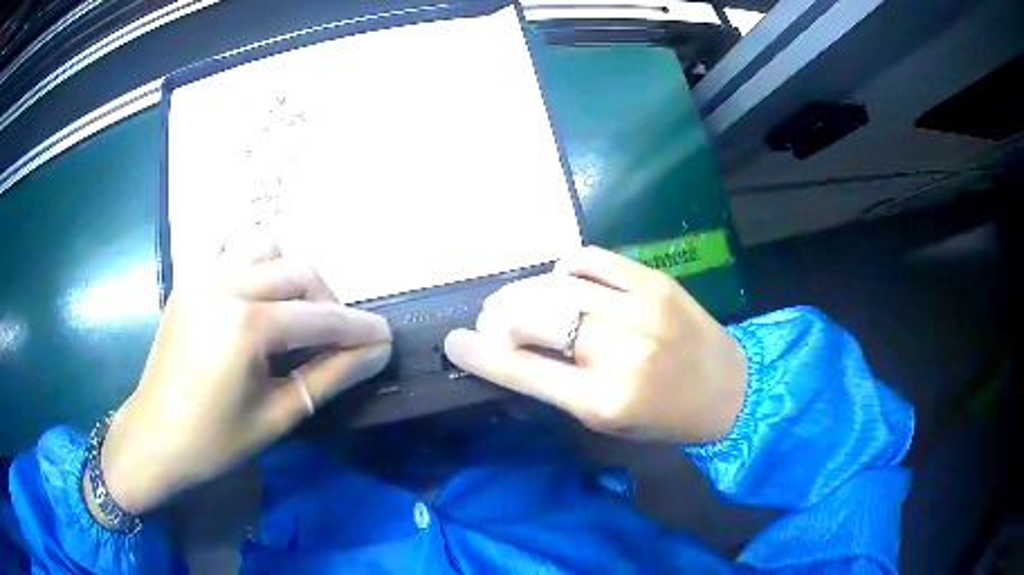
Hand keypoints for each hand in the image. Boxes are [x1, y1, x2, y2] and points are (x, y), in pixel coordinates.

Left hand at [96, 240, 391, 515]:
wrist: (155, 436)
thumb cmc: (215, 440)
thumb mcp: (279, 415)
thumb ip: (331, 376)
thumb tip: (377, 352)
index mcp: (248, 326)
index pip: (322, 318)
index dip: (360, 329)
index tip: (386, 338)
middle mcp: (227, 283)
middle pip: (300, 271)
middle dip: (329, 302)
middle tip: (335, 339)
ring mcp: (204, 273)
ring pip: (268, 246)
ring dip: (292, 274)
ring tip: (292, 312)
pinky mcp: (189, 275)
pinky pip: (228, 242)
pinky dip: (250, 256)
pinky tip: (254, 286)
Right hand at [444, 246, 746, 444]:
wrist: (731, 389)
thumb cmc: (666, 419)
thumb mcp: (607, 424)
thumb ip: (558, 390)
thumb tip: (510, 354)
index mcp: (604, 401)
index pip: (523, 371)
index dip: (479, 354)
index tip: (453, 341)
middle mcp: (618, 351)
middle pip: (532, 318)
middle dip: (498, 318)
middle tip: (491, 322)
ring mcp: (639, 308)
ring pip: (555, 285)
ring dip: (524, 293)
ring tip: (519, 302)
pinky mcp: (654, 281)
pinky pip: (589, 260)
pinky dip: (564, 270)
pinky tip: (564, 285)